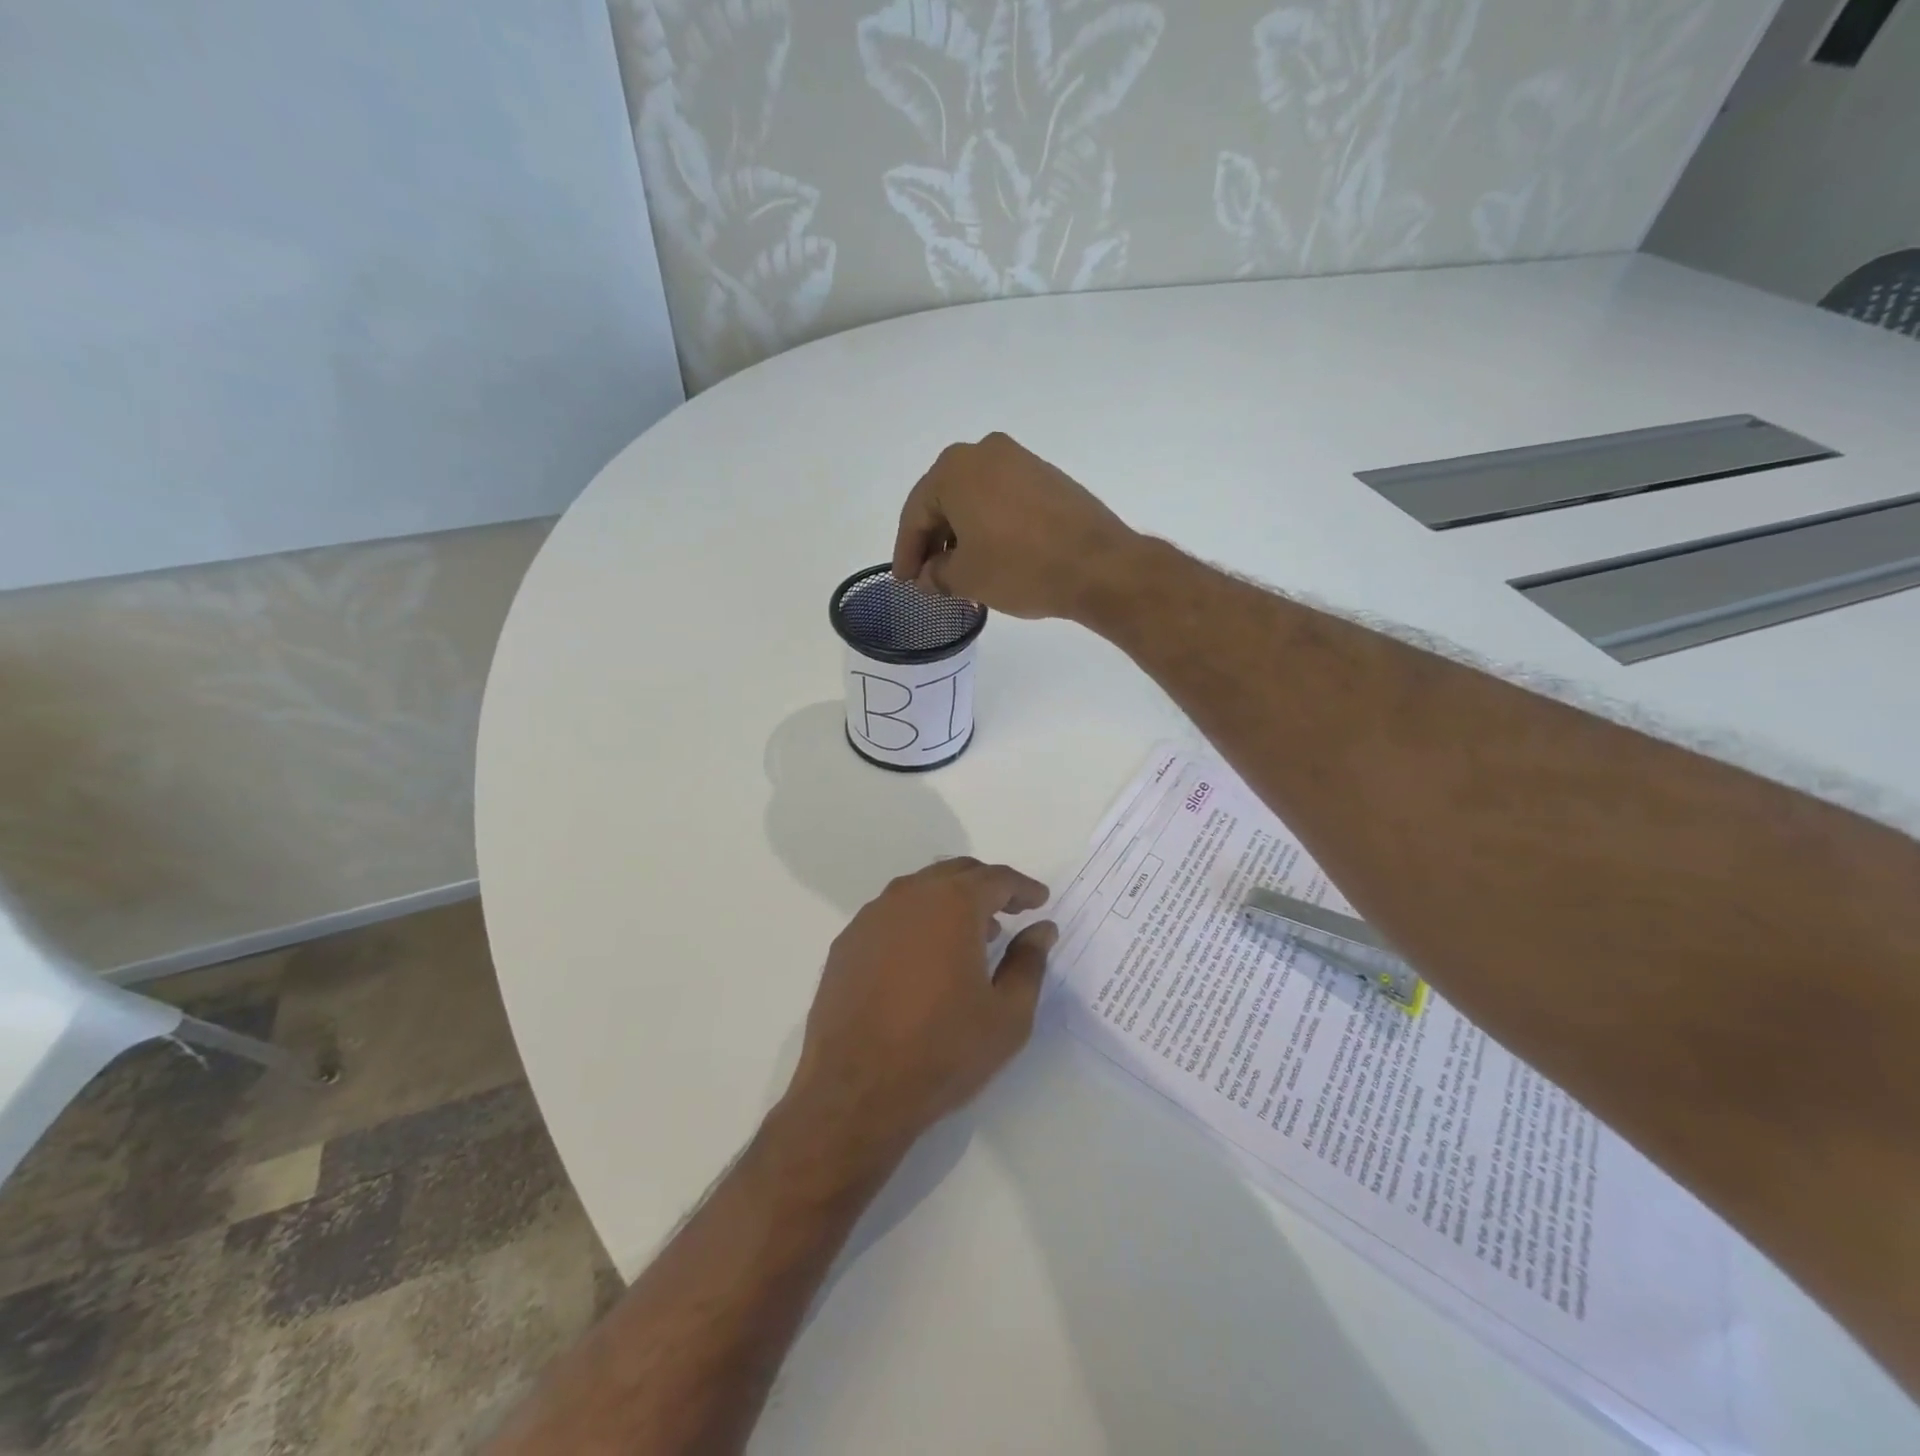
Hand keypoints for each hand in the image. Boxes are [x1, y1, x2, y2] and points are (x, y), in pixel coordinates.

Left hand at [784, 859, 1056, 1166]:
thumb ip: (1029, 963)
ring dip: (950, 901)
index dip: (1023, 887)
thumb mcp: (1007, 1015)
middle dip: (987, 886)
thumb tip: (1041, 929)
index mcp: (953, 904)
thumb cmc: (942, 1050)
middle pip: (956, 873)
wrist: (855, 1090)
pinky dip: (917, 921)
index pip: (996, 878)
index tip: (1039, 901)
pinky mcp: (847, 942)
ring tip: (970, 934)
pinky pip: (891, 915)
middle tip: (1009, 910)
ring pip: (920, 890)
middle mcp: (909, 896)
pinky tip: (923, 957)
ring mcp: (872, 917)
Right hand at [892, 432, 1141, 620]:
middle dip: (934, 543)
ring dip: (963, 537)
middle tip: (929, 579)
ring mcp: (1021, 461)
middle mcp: (985, 452)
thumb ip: (935, 575)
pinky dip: (990, 528)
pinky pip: (1004, 501)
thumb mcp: (966, 578)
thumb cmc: (1020, 567)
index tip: (905, 582)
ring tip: (960, 576)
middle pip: (945, 502)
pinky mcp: (1048, 477)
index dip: (907, 553)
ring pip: (975, 501)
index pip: (916, 514)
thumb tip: (927, 577)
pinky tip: (991, 558)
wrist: (1098, 565)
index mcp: (955, 468)